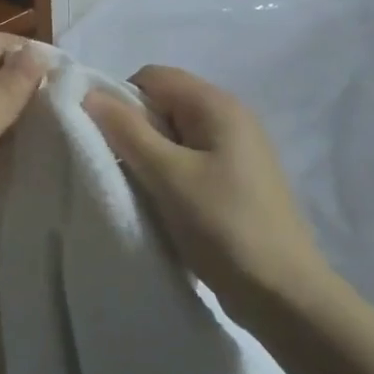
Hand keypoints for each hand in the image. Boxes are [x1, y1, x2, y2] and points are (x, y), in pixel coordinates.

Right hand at [83, 66, 336, 317]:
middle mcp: (230, 118)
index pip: (152, 77)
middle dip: (134, 130)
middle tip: (122, 170)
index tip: (108, 141)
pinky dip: (168, 176)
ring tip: (141, 192)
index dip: (121, 101)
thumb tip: (89, 93)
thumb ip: (127, 130)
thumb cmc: (223, 226)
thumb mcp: (168, 176)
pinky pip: (188, 161)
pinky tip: (163, 206)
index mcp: (217, 105)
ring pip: (173, 136)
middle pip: (163, 104)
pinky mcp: (235, 180)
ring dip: (149, 157)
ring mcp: (236, 151)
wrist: (284, 295)